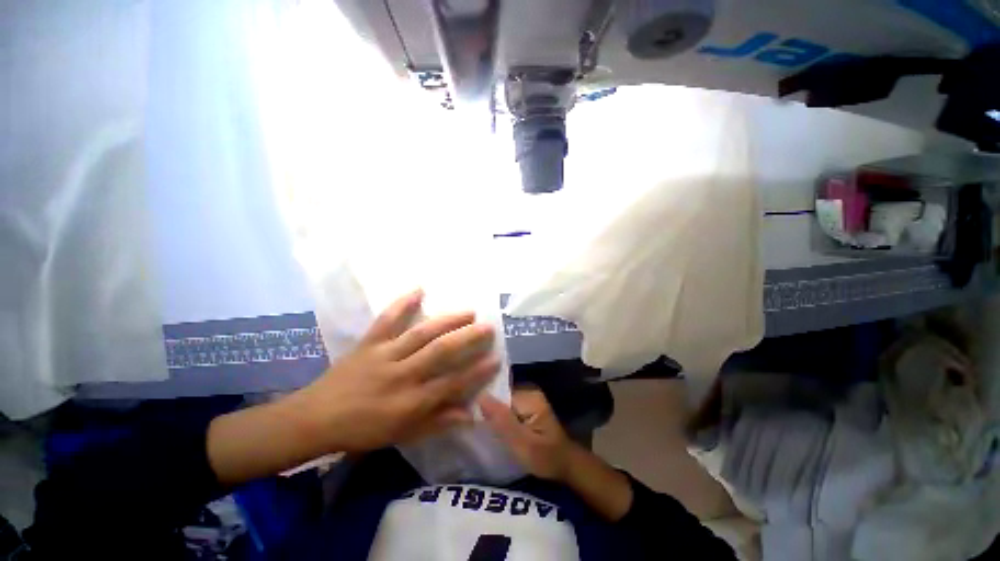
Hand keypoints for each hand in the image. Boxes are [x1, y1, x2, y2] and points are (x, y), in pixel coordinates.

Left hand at [287, 289, 499, 453]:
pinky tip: (419, 289)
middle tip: (488, 327)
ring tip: (468, 311)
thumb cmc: (363, 430)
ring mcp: (384, 354)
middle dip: (467, 339)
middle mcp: (401, 375)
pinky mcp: (369, 342)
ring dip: (447, 321)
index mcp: (409, 402)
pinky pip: (387, 320)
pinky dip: (402, 303)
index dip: (476, 371)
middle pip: (440, 352)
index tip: (496, 358)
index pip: (452, 384)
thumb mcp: (403, 435)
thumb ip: (438, 423)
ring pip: (421, 334)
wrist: (316, 418)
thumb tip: (471, 413)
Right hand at [479, 387, 575, 481]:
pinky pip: (506, 407)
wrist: (565, 465)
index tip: (469, 415)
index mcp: (529, 396)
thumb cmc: (546, 458)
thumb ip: (503, 421)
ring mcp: (527, 397)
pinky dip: (499, 417)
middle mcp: (528, 391)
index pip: (498, 393)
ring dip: (491, 414)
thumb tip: (480, 397)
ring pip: (501, 402)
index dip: (483, 404)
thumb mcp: (523, 444)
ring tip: (478, 425)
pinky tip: (491, 427)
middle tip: (471, 424)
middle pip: (499, 395)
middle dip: (487, 409)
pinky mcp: (526, 405)